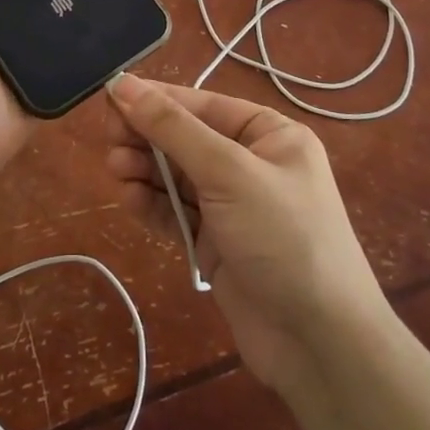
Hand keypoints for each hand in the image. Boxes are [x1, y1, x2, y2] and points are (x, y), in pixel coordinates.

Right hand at [104, 75, 389, 396]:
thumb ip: (173, 128)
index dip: (155, 100)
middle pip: (186, 139)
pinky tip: (129, 199)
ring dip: (145, 170)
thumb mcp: (228, 172)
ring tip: (116, 170)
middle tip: (110, 141)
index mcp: (269, 135)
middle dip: (147, 138)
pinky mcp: (216, 244)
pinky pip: (176, 213)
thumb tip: (124, 85)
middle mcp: (251, 164)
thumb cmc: (283, 237)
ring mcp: (233, 206)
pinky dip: (152, 204)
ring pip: (176, 176)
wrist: (320, 344)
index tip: (109, 97)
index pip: (202, 105)